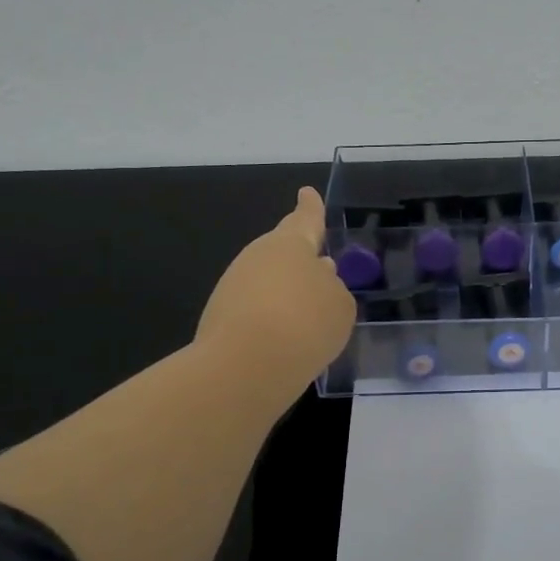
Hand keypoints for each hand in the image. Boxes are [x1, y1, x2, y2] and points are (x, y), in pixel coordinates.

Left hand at [198, 188, 356, 393]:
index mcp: (291, 244)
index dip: (311, 207)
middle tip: (320, 268)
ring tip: (308, 315)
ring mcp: (234, 286)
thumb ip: (333, 288)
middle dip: (301, 258)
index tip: (306, 192)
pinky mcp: (219, 317)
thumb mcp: (340, 307)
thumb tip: (319, 279)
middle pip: (284, 251)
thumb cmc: (305, 325)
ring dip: (286, 292)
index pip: (306, 219)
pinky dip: (271, 318)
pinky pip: (255, 309)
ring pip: (268, 281)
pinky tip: (286, 339)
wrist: (244, 368)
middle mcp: (258, 257)